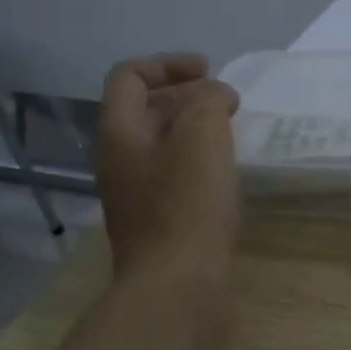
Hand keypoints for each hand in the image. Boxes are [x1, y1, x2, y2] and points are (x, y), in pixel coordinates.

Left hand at [96, 53, 240, 281]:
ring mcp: (135, 195)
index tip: (210, 71)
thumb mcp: (202, 135)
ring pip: (162, 145)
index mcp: (120, 132)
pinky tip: (226, 175)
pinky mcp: (157, 223)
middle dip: (186, 95)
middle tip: (226, 102)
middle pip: (144, 110)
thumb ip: (209, 101)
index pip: (130, 76)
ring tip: (231, 133)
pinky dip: (198, 163)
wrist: (177, 285)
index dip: (168, 63)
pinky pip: (173, 176)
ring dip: (194, 130)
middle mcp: (119, 160)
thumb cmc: (187, 204)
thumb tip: (216, 98)